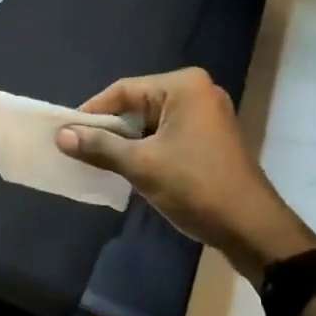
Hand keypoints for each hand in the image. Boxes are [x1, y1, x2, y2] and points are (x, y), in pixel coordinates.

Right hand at [56, 67, 315, 284]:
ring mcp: (208, 115)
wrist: (253, 230)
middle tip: (80, 149)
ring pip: (152, 122)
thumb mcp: (142, 166)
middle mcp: (198, 91)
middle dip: (110, 129)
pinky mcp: (212, 139)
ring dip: (128, 142)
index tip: (66, 133)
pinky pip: (169, 135)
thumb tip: (61, 136)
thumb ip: (100, 147)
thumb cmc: (197, 188)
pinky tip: (131, 170)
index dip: (92, 112)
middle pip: (138, 104)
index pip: (124, 90)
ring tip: (99, 162)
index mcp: (183, 86)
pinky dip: (148, 149)